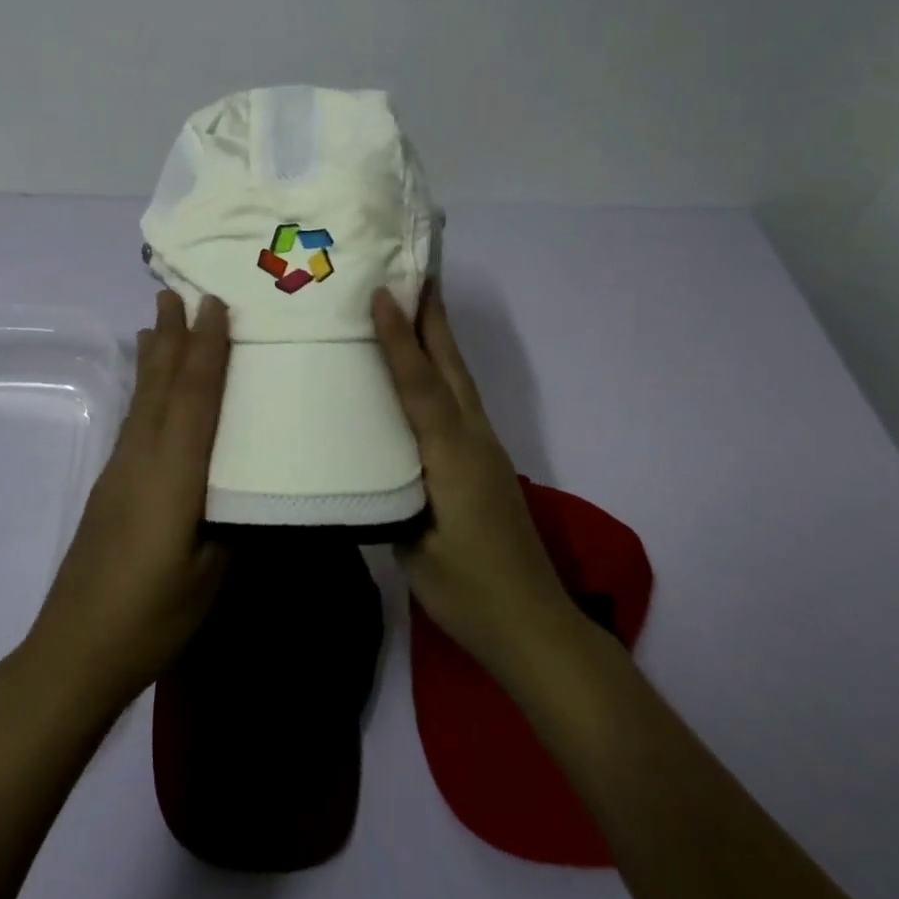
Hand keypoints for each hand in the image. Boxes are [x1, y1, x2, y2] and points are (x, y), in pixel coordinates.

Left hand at [24, 291, 230, 710]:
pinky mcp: (110, 485)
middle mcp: (143, 456)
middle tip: (175, 291)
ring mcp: (121, 469)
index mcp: (174, 472)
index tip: (214, 304)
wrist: (75, 650)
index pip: (195, 397)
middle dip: (172, 334)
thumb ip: (231, 520)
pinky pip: (134, 418)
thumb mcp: (212, 573)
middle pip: (161, 383)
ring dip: (154, 355)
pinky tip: (146, 387)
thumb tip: (246, 486)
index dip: (208, 348)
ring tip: (157, 321)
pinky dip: (144, 388)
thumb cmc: (153, 615)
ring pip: (142, 397)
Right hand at [372, 286, 574, 686]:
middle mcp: (473, 441)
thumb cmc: (468, 592)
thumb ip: (389, 496)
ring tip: (414, 304)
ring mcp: (484, 449)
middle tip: (413, 271)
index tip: (382, 294)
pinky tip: (423, 371)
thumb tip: (364, 462)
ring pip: (458, 379)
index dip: (400, 340)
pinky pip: (458, 400)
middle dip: (433, 317)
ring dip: (438, 338)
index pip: (421, 388)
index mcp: (452, 458)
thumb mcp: (413, 549)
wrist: (534, 627)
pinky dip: (441, 370)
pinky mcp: (485, 461)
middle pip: (451, 367)